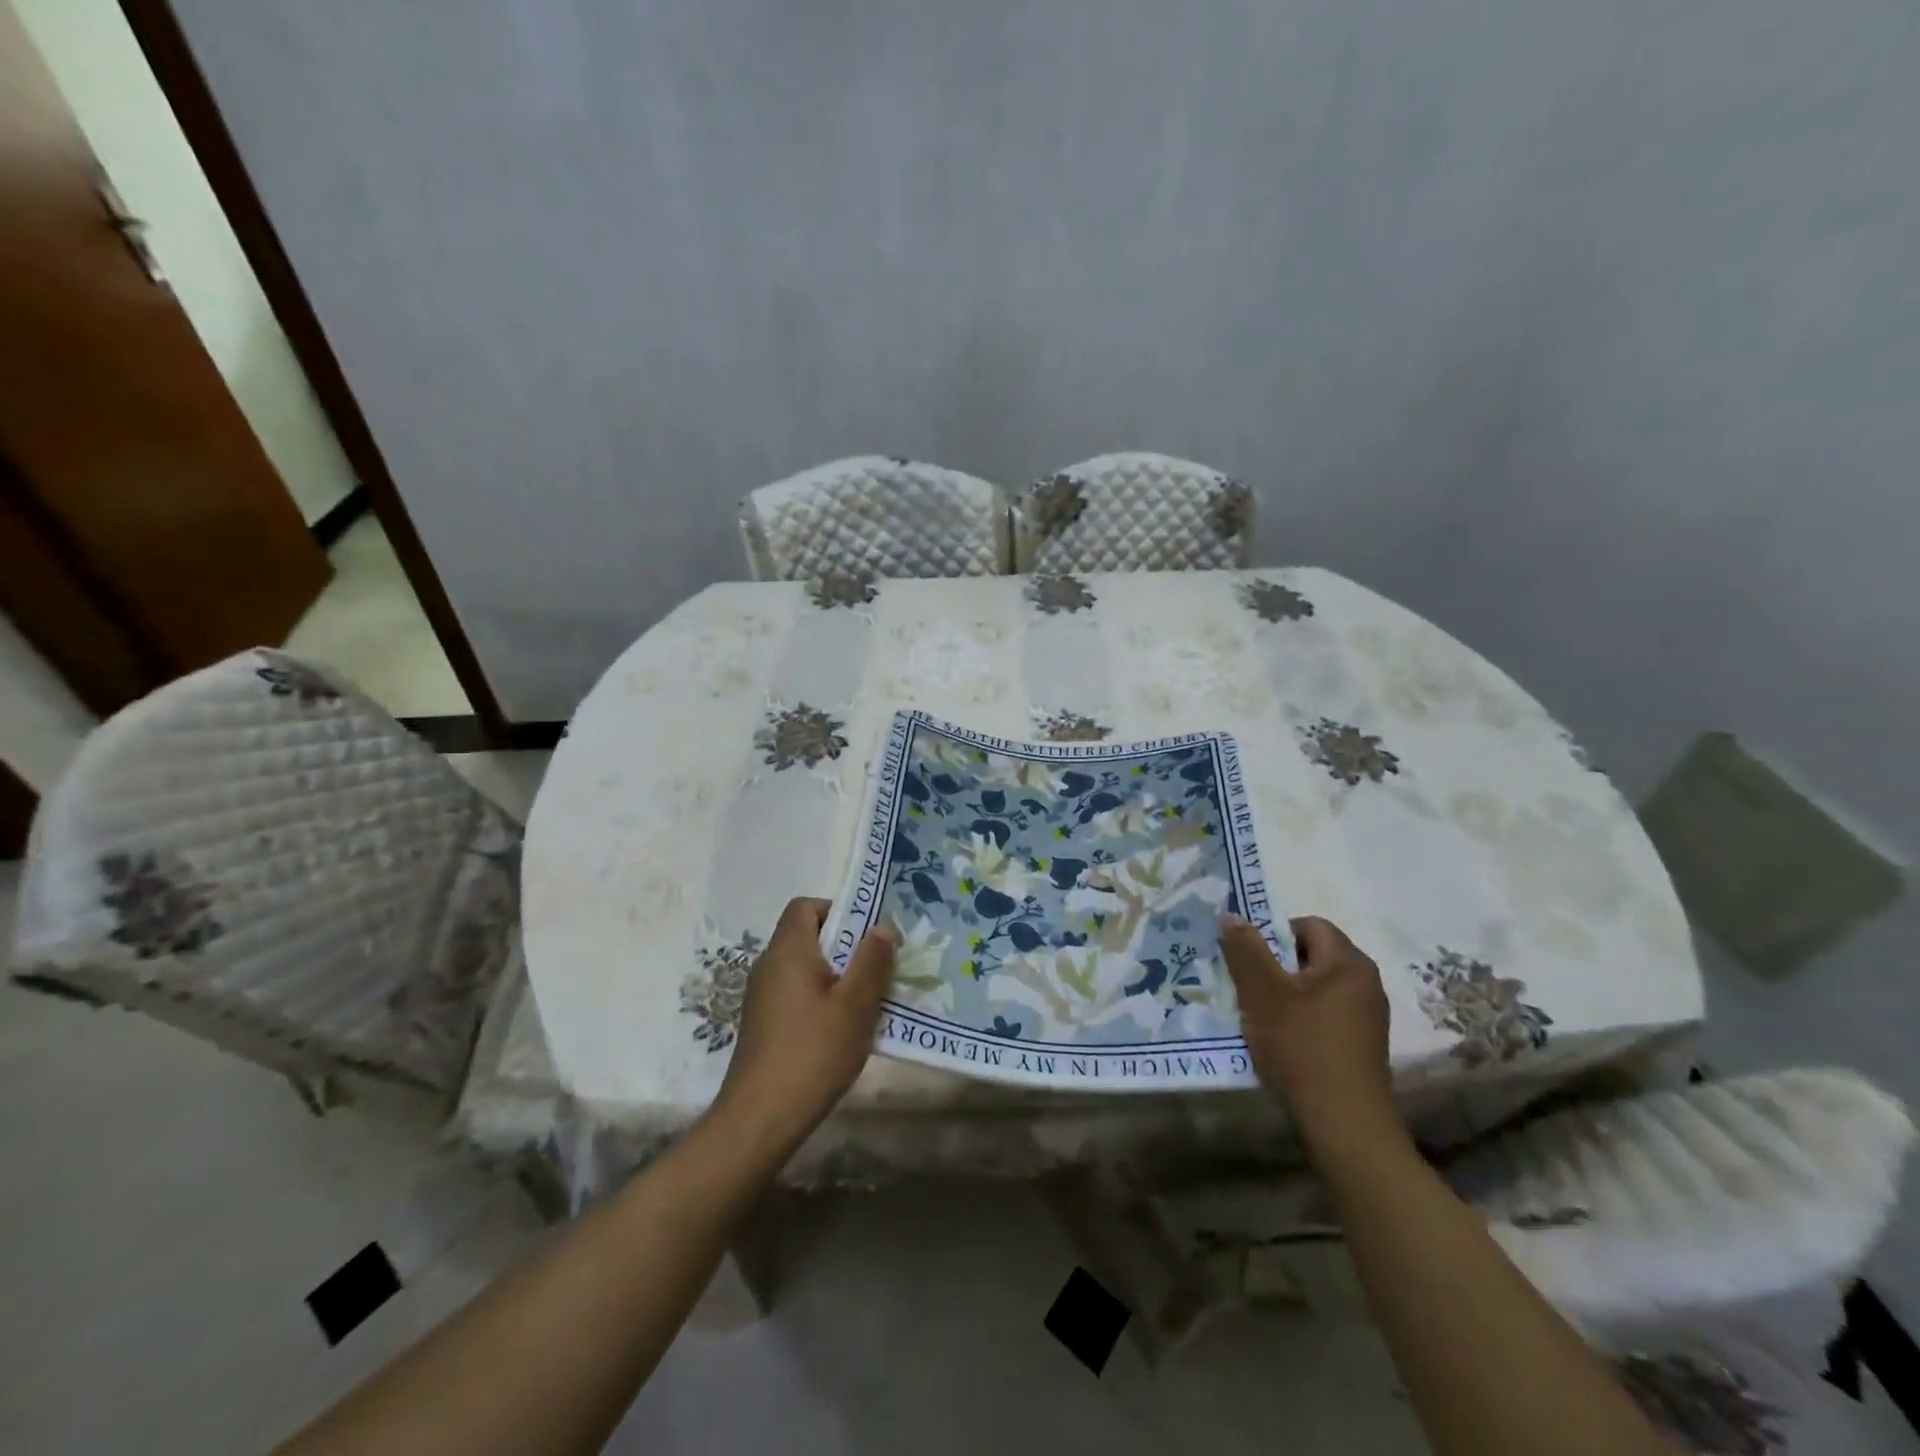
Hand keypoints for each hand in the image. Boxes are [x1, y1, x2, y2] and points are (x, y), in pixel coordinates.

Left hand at [712, 897, 897, 1154]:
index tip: (867, 936)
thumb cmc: (812, 1052)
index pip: (806, 906)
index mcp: (788, 951)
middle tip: (878, 969)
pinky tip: (843, 1030)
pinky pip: (798, 994)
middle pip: (808, 936)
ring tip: (868, 1002)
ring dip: (838, 976)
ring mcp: (763, 997)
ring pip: (806, 968)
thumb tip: (882, 927)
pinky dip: (822, 1000)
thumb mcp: (855, 1005)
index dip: (838, 911)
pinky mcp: (764, 1024)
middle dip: (847, 947)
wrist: (760, 1119)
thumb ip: (872, 961)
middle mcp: (769, 965)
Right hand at [1219, 914, 1404, 1154]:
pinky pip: (1326, 1014)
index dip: (1273, 933)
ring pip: (1317, 987)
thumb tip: (1232, 915)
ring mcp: (1368, 1016)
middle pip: (1313, 955)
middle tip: (1246, 984)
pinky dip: (1301, 1018)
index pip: (1309, 925)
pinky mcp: (1363, 1045)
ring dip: (1286, 994)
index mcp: (1348, 962)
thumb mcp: (1262, 992)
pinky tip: (1281, 1040)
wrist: (1344, 1123)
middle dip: (1276, 965)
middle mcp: (1366, 982)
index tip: (1248, 958)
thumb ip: (1246, 949)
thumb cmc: (1302, 1046)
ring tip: (1258, 1014)